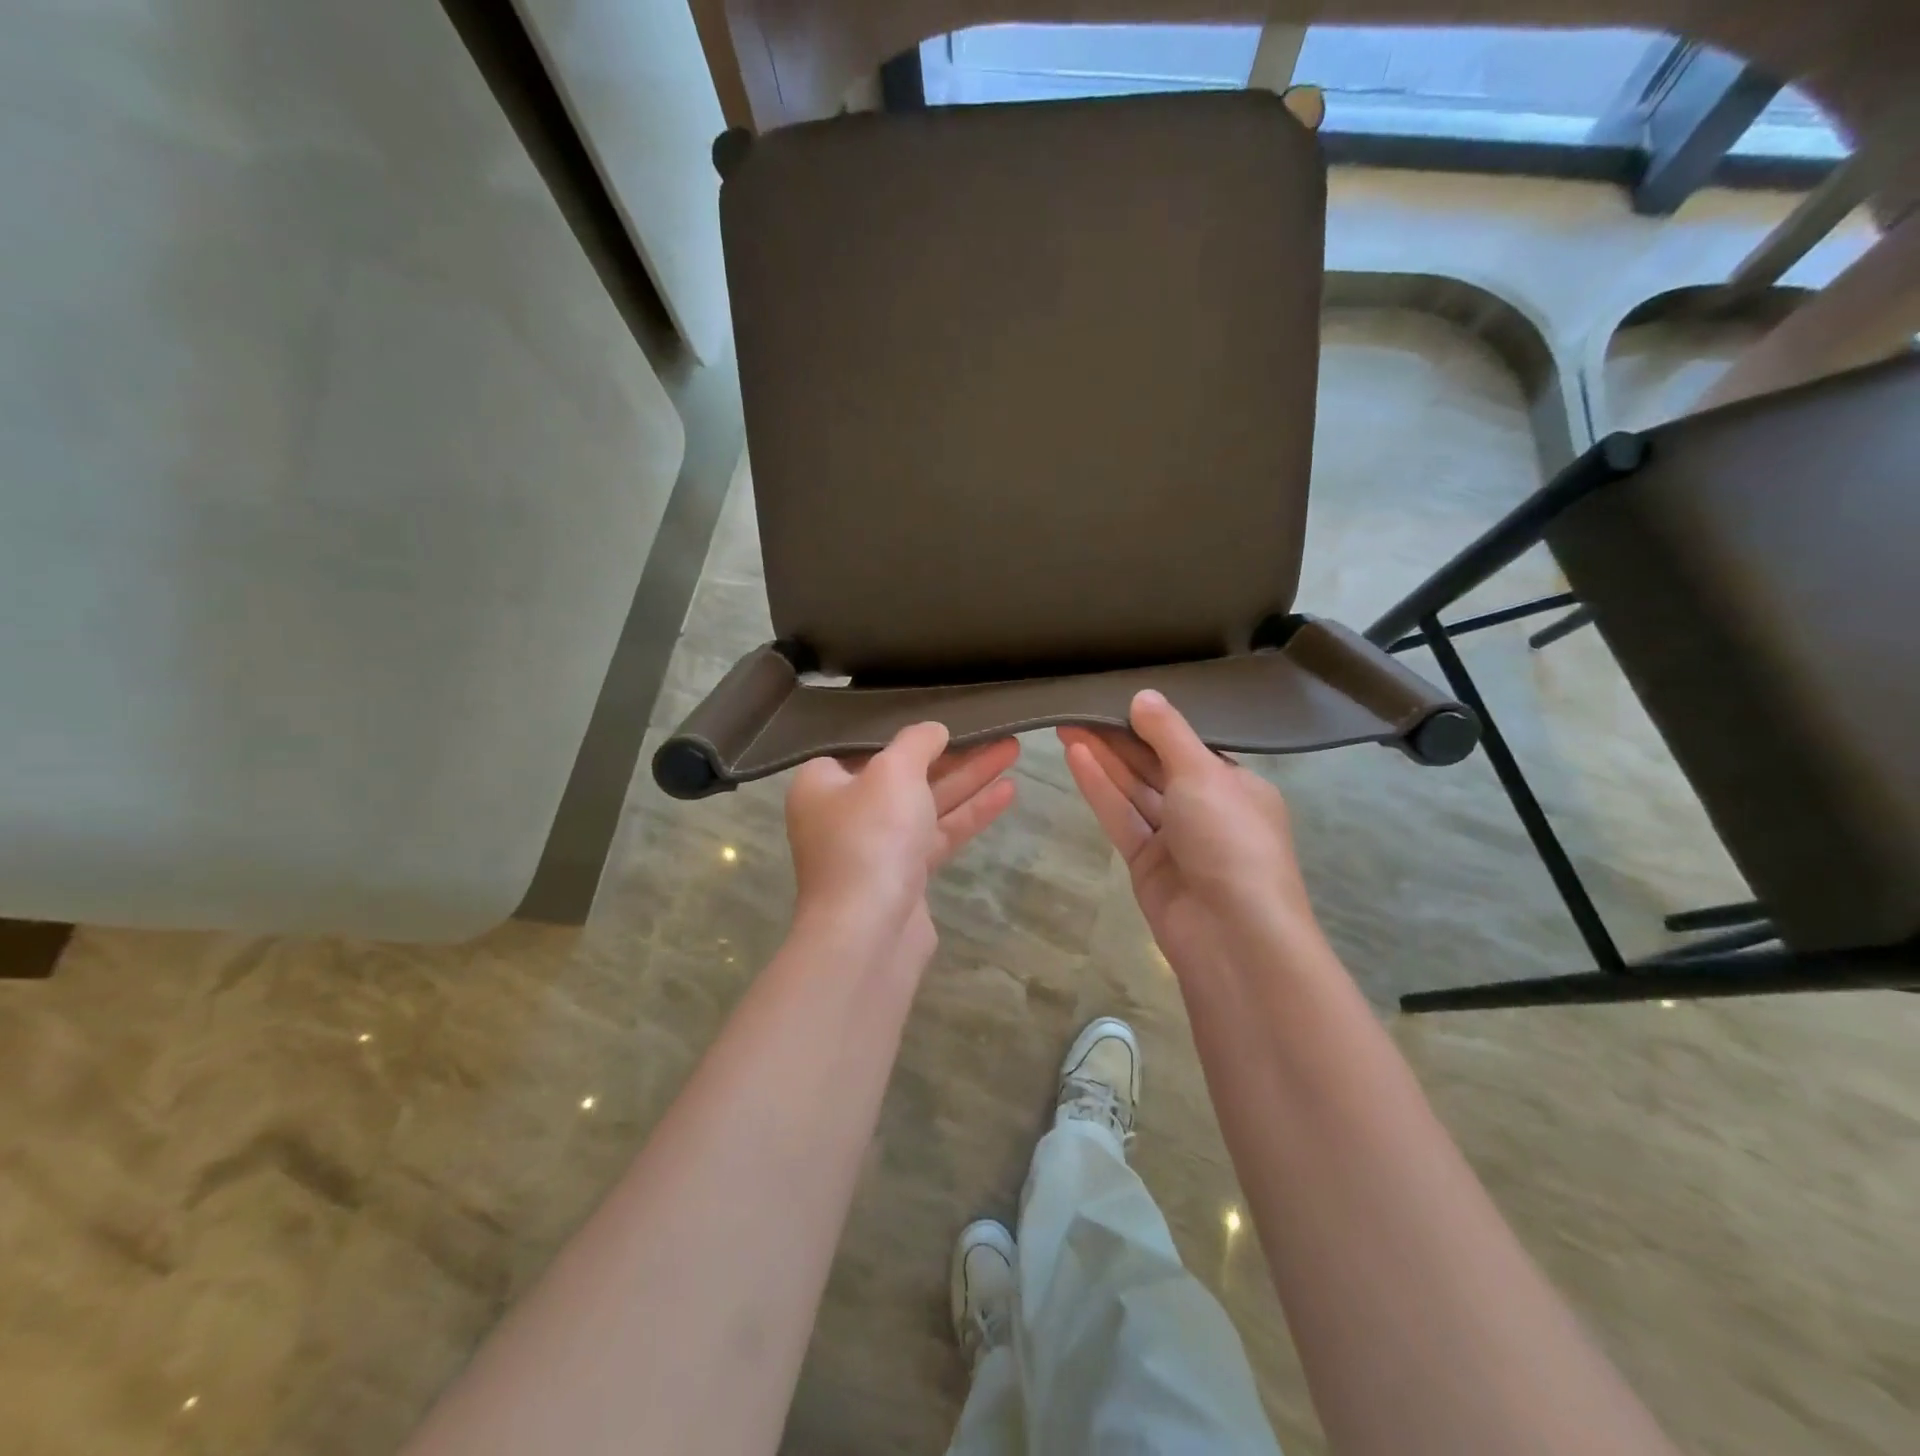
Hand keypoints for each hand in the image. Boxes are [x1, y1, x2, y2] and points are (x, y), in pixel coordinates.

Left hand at [786, 723, 1018, 946]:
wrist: (869, 932)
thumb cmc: (870, 837)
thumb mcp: (893, 772)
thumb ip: (916, 742)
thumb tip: (933, 730)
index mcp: (823, 783)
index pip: (864, 746)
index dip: (905, 731)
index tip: (942, 715)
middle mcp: (845, 813)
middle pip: (904, 773)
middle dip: (952, 753)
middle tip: (994, 729)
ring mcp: (876, 847)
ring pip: (927, 803)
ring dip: (969, 779)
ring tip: (1013, 749)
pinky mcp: (904, 875)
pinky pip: (938, 834)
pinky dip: (969, 814)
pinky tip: (1008, 792)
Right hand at [1058, 691, 1322, 978]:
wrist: (1233, 935)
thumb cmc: (1231, 840)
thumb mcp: (1204, 774)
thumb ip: (1169, 734)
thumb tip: (1144, 695)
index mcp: (1236, 786)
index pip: (1189, 746)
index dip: (1152, 722)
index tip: (1117, 696)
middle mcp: (1206, 809)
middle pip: (1156, 766)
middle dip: (1119, 738)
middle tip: (1079, 708)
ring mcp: (1175, 839)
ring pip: (1134, 790)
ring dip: (1104, 759)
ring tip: (1067, 725)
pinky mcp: (1146, 862)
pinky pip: (1122, 816)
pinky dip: (1100, 788)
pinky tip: (1075, 757)